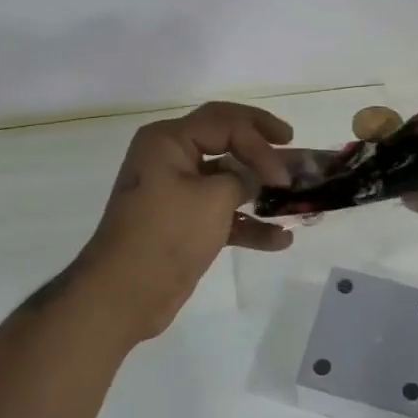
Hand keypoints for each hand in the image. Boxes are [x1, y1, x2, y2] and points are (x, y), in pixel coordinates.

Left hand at [72, 102, 295, 341]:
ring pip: (227, 179)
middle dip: (260, 147)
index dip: (260, 141)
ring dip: (259, 188)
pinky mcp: (184, 224)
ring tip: (293, 194)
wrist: (123, 294)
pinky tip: (280, 240)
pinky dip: (248, 224)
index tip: (283, 173)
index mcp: (169, 140)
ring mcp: (176, 192)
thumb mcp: (213, 199)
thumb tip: (255, 178)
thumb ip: (243, 179)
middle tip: (291, 144)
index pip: (225, 122)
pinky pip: (222, 213)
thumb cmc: (166, 234)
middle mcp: (170, 158)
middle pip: (225, 139)